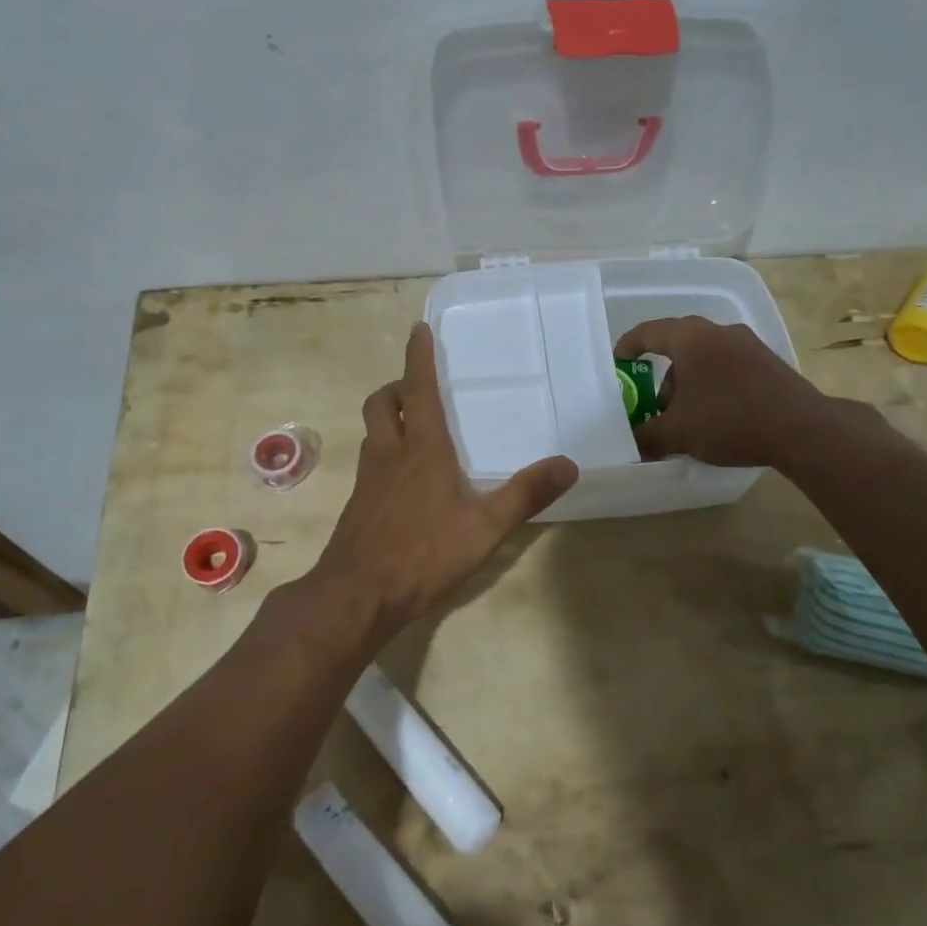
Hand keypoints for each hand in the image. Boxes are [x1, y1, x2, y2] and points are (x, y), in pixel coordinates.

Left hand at [308, 323, 578, 642]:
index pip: (417, 390)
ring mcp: (368, 481)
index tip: (417, 329)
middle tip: (417, 389)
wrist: (357, 596)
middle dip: (396, 387)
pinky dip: (386, 453)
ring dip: (389, 419)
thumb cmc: (423, 555)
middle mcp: (389, 455)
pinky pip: (371, 463)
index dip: (417, 357)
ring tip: (416, 430)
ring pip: (372, 432)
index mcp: (421, 450)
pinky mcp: (358, 505)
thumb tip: (568, 464)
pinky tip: (405, 481)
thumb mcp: (485, 528)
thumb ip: (525, 495)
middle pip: (381, 404)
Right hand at [615, 316, 826, 465]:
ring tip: (690, 418)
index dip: (628, 346)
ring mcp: (749, 345)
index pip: (648, 332)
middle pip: (679, 346)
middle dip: (664, 376)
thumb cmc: (728, 419)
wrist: (801, 429)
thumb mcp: (677, 433)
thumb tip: (633, 443)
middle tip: (657, 405)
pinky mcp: (770, 363)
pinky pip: (730, 368)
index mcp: (690, 338)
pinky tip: (719, 417)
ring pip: (706, 358)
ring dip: (691, 383)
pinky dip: (715, 386)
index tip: (619, 362)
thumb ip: (647, 436)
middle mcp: (719, 331)